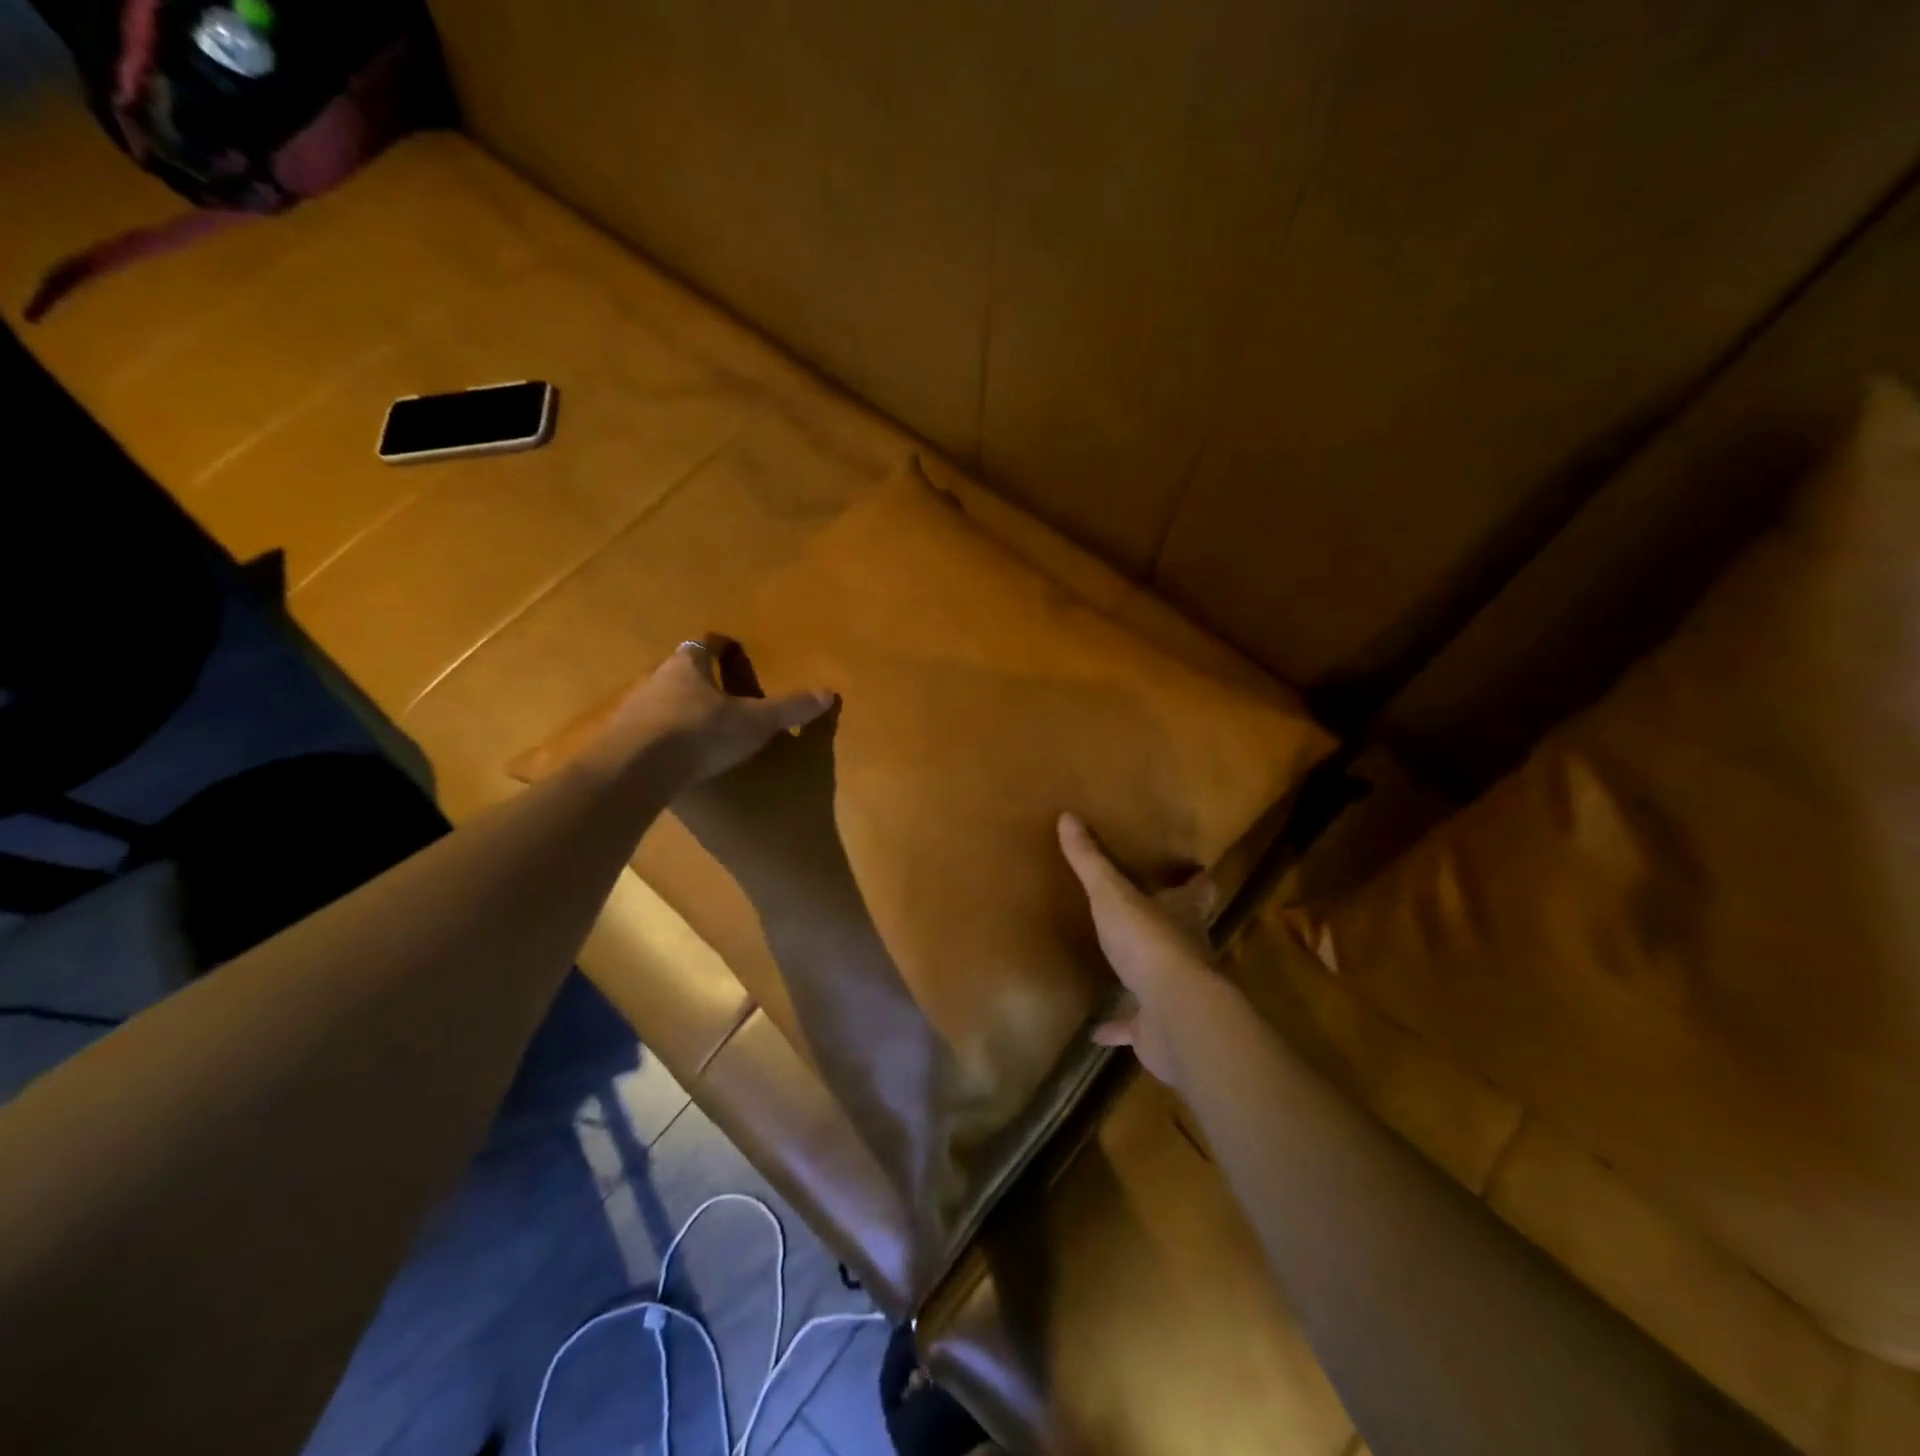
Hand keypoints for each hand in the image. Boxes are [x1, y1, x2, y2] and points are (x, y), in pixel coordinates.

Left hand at [591, 638, 834, 788]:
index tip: (733, 649)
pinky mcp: (622, 738)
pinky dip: (664, 734)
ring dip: (680, 706)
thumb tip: (829, 693)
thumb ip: (788, 709)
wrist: (636, 769)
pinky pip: (648, 728)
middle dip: (700, 678)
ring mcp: (634, 707)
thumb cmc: (700, 732)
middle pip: (680, 669)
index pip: (705, 644)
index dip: (721, 646)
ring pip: (662, 698)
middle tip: (722, 689)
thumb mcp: (754, 722)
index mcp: (688, 664)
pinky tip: (678, 751)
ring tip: (702, 722)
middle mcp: (656, 678)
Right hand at [1058, 811, 1223, 1086]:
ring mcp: (1174, 992)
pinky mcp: (1158, 1028)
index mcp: (1182, 915)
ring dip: (1146, 975)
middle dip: (1172, 924)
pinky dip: (1118, 1027)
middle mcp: (1186, 951)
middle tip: (1151, 912)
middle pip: (1184, 932)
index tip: (1197, 873)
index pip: (1199, 892)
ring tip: (1123, 966)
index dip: (1198, 882)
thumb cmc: (1149, 943)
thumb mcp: (1113, 895)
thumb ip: (1091, 861)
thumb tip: (1068, 816)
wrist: (1175, 1016)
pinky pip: (1135, 1026)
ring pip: (1162, 979)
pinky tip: (1097, 1030)